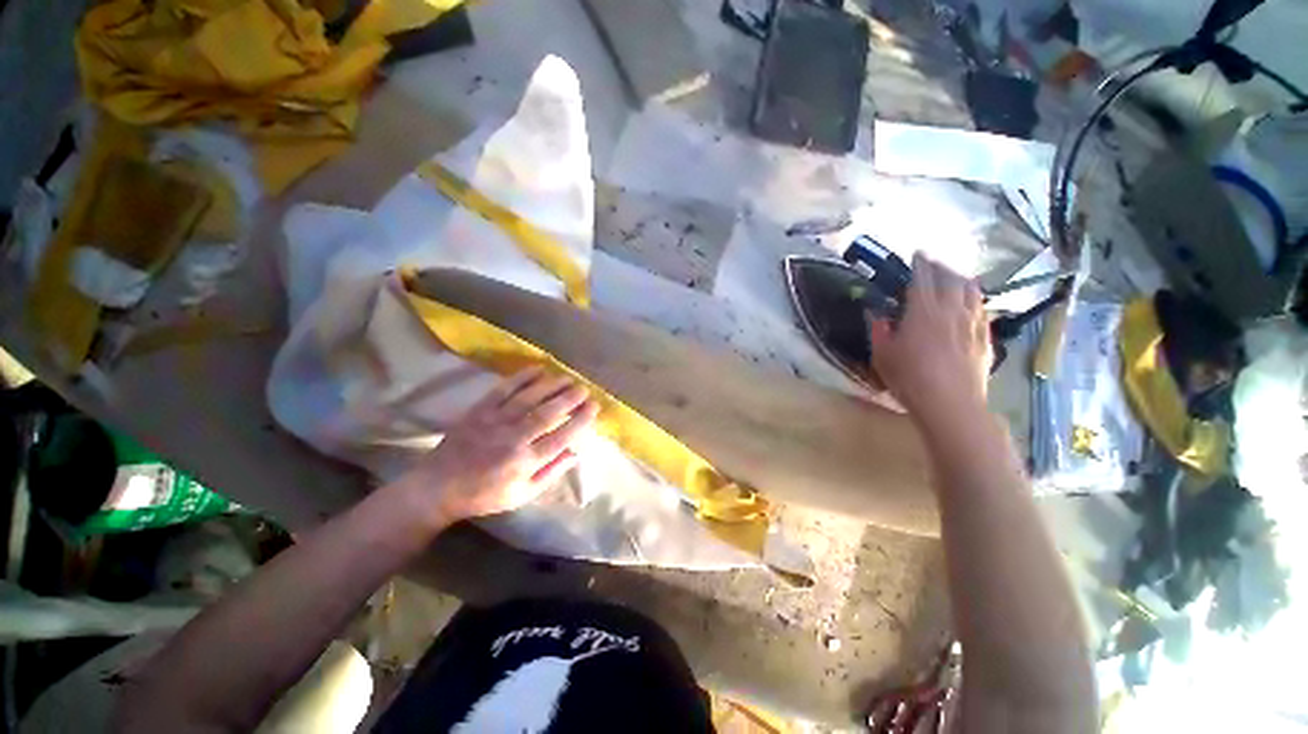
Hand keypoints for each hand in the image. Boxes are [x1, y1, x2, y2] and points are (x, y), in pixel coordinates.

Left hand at [392, 366, 599, 524]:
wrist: (438, 487)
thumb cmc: (485, 495)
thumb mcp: (522, 494)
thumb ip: (551, 473)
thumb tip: (576, 453)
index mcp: (525, 462)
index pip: (561, 437)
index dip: (581, 420)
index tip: (594, 407)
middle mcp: (513, 439)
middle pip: (548, 414)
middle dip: (570, 399)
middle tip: (585, 389)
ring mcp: (495, 422)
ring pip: (529, 398)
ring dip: (552, 386)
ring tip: (568, 378)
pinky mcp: (479, 410)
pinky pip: (504, 390)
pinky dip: (522, 378)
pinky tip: (538, 369)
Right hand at [867, 253, 990, 421]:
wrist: (951, 403)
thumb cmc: (909, 378)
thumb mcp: (882, 356)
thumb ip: (879, 331)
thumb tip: (876, 315)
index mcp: (923, 312)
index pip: (923, 278)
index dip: (920, 263)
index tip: (917, 254)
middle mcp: (951, 311)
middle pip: (951, 278)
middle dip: (942, 267)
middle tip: (934, 263)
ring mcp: (972, 323)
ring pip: (972, 291)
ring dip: (962, 279)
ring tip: (955, 277)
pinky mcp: (985, 339)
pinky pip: (982, 310)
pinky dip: (975, 300)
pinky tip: (972, 303)